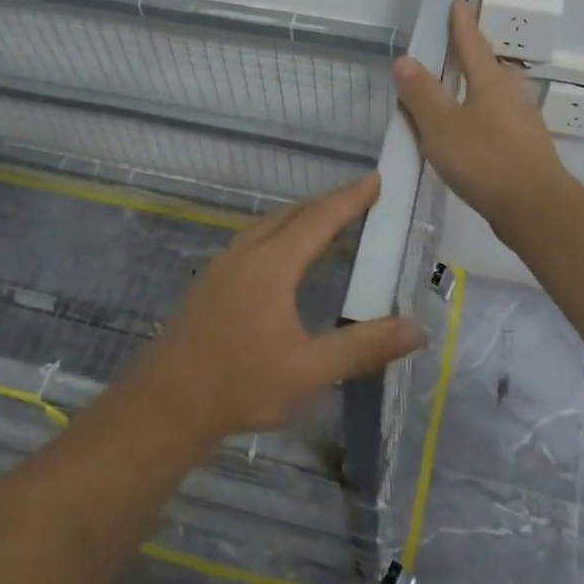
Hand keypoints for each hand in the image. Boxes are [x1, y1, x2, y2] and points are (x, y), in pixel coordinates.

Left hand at [128, 174, 426, 443]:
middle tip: (360, 197)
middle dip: (328, 202)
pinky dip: (280, 232)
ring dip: (301, 216)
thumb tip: (417, 328)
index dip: (350, 198)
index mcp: (272, 264)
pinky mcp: (211, 282)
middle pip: (293, 214)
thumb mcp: (309, 371)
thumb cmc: (240, 384)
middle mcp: (247, 253)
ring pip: (269, 224)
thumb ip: (363, 347)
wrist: (166, 404)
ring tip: (327, 220)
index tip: (376, 179)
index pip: (319, 219)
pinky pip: (254, 239)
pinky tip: (283, 256)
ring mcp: (223, 265)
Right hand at [392, 0, 574, 227]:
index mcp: (490, 82)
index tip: (458, 2)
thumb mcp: (442, 126)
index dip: (462, 24)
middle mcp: (510, 95)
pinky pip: (498, 119)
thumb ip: (422, 94)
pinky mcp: (525, 148)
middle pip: (490, 67)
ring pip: (496, 95)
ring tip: (460, 89)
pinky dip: (481, 116)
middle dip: (473, 54)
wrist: (536, 208)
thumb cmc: (485, 160)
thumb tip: (406, 60)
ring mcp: (522, 122)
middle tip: (457, 45)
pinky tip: (472, 131)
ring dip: (478, 87)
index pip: (472, 44)